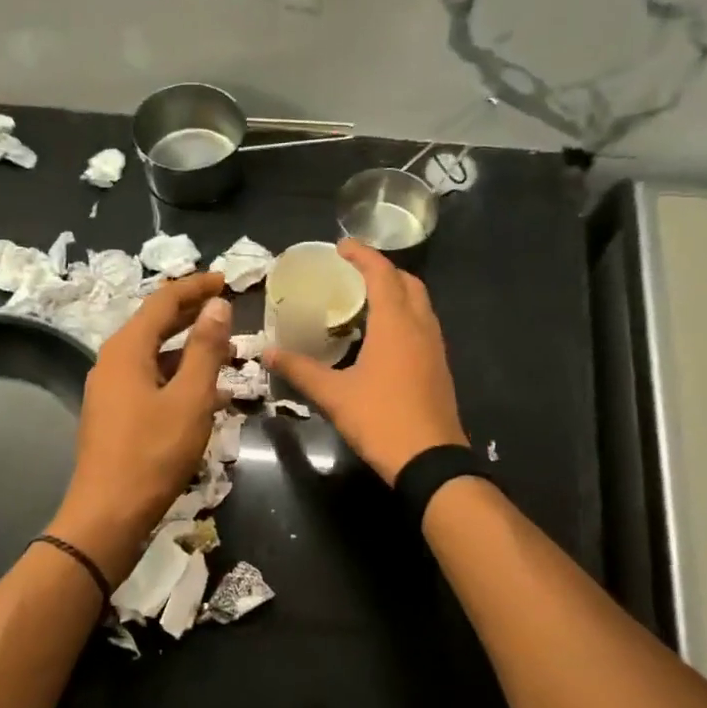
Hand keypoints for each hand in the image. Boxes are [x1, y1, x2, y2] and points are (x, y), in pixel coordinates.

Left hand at [48, 272, 232, 581]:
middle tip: (228, 308)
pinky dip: (178, 378)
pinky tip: (205, 394)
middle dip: (192, 314)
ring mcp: (109, 390)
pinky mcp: (114, 416)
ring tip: (227, 353)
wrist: (108, 514)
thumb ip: (205, 348)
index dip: (196, 287)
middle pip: (155, 325)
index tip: (226, 280)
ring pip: (154, 356)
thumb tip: (216, 304)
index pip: (163, 300)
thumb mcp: (190, 398)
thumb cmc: (153, 453)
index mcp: (127, 349)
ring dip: (189, 349)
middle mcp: (112, 362)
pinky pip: (150, 382)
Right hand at [265, 239, 466, 482]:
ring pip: (420, 304)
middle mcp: (421, 327)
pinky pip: (423, 326)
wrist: (430, 460)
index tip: (340, 247)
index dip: (362, 255)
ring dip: (396, 293)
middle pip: (407, 283)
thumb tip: (267, 354)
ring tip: (364, 301)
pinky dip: (403, 316)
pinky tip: (382, 337)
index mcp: (395, 324)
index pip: (381, 273)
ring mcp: (435, 347)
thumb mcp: (334, 395)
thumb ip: (300, 370)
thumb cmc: (380, 420)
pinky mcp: (439, 367)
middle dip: (382, 271)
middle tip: (352, 274)